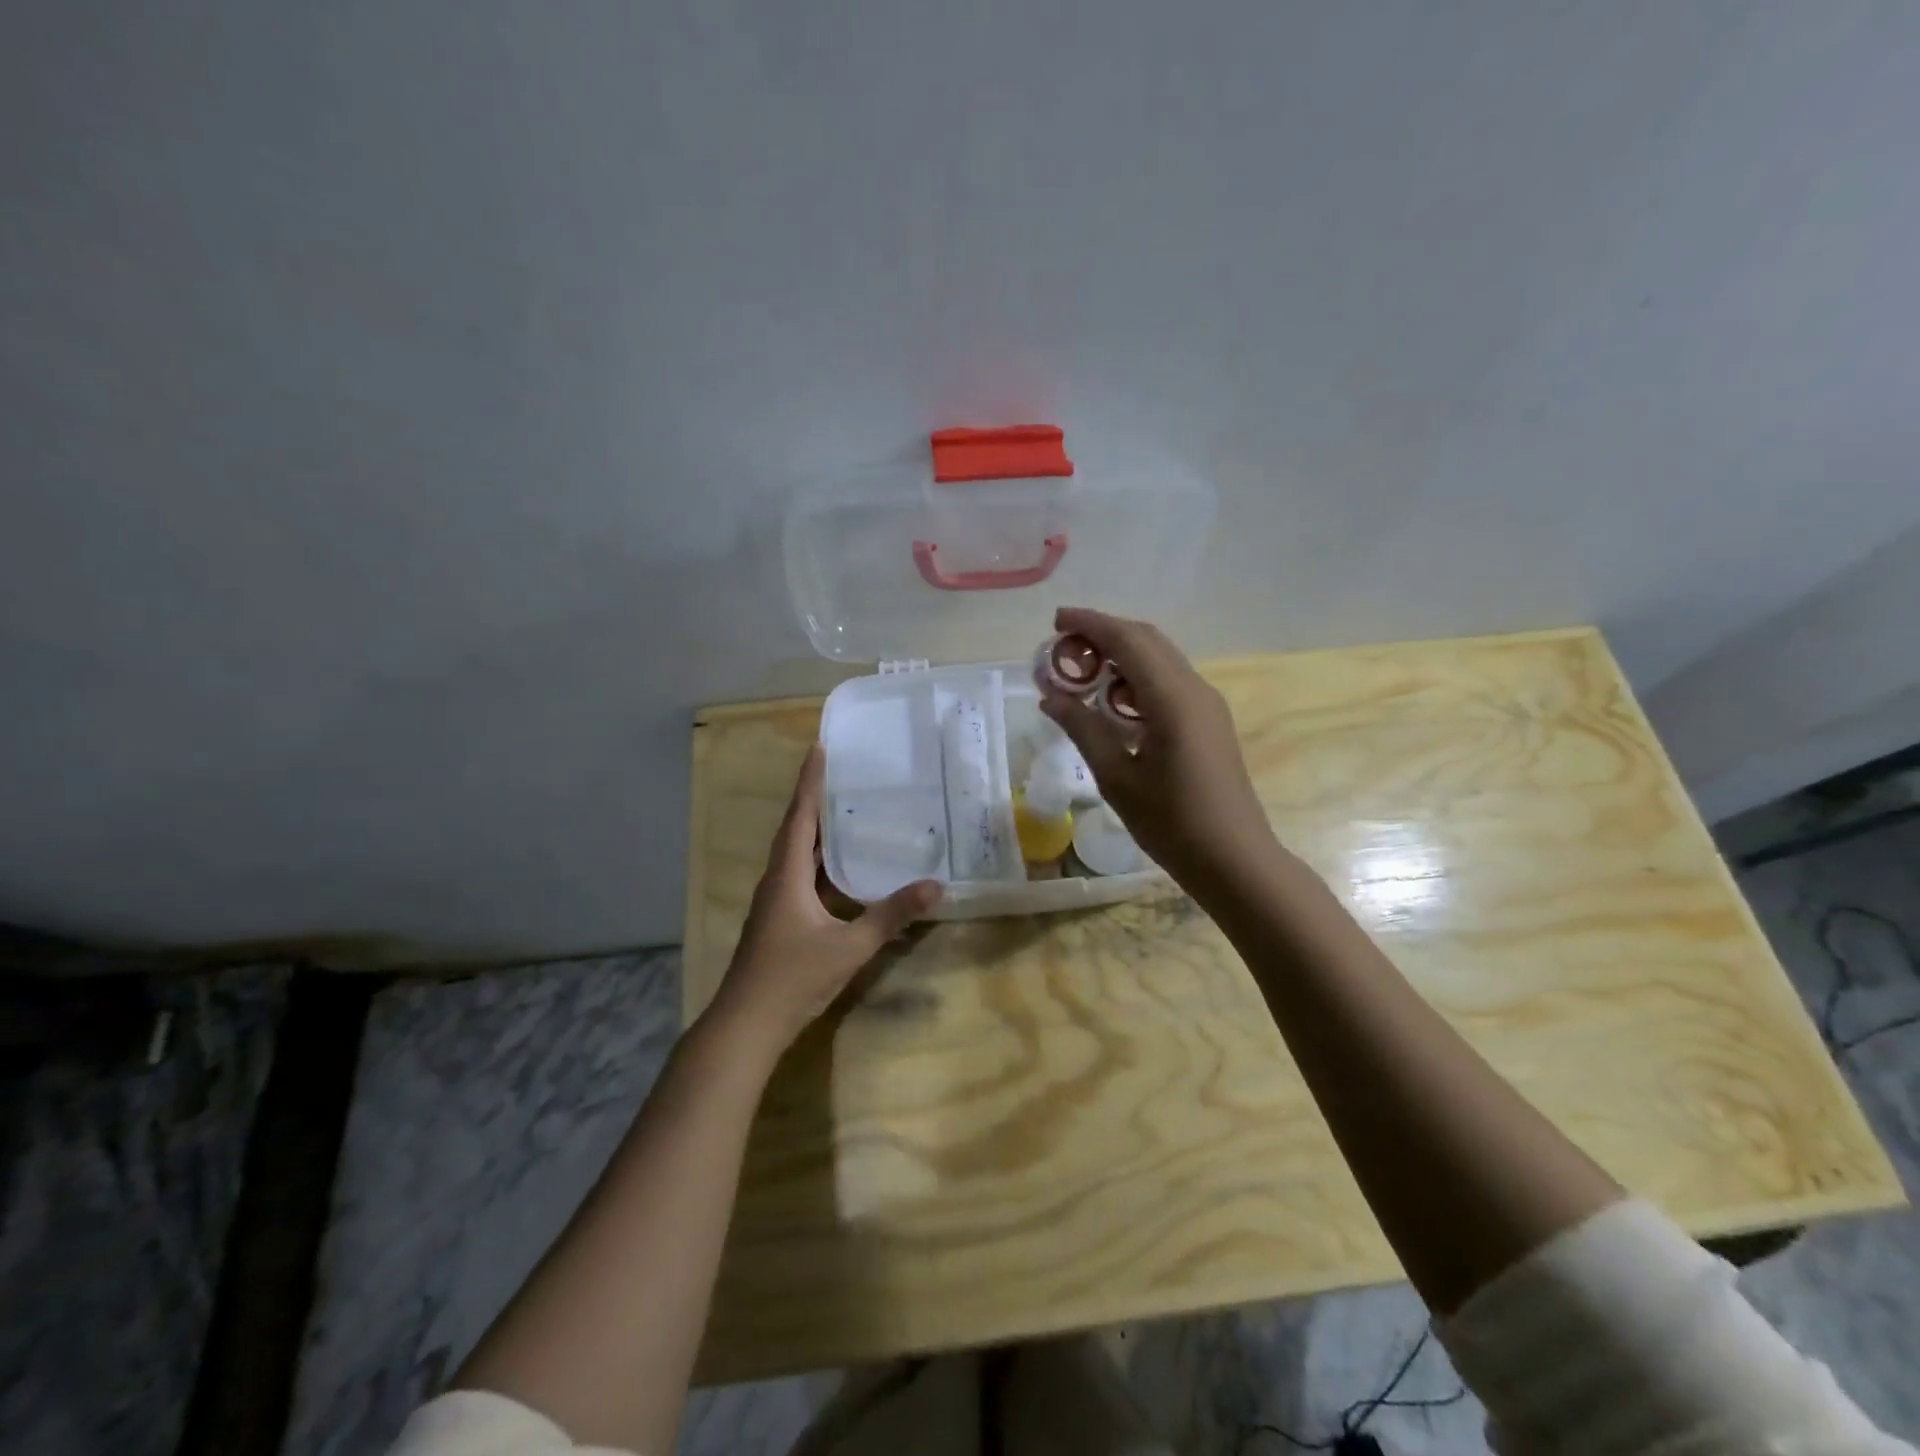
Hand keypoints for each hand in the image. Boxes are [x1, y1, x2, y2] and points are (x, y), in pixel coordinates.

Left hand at [708, 745, 941, 1051]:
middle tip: (844, 774)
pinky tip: (841, 867)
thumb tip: (935, 886)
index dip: (810, 782)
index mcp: (787, 875)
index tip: (820, 748)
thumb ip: (891, 916)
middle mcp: (777, 880)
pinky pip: (801, 875)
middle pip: (796, 830)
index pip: (800, 817)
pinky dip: (820, 860)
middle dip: (816, 800)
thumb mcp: (850, 946)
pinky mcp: (779, 919)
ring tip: (846, 810)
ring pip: (797, 854)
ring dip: (817, 830)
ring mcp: (775, 901)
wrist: (747, 1025)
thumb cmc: (793, 977)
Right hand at [1039, 607, 1279, 889]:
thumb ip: (1083, 729)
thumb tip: (1051, 696)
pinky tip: (1114, 700)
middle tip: (1063, 645)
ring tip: (1082, 671)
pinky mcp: (1210, 721)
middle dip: (1104, 632)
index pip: (1128, 640)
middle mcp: (1195, 689)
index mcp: (1172, 699)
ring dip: (1122, 653)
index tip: (1055, 620)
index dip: (1090, 623)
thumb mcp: (1117, 778)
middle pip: (1147, 640)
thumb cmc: (1172, 823)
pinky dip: (1138, 676)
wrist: (1235, 860)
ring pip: (1161, 658)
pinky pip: (1170, 680)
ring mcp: (1207, 704)